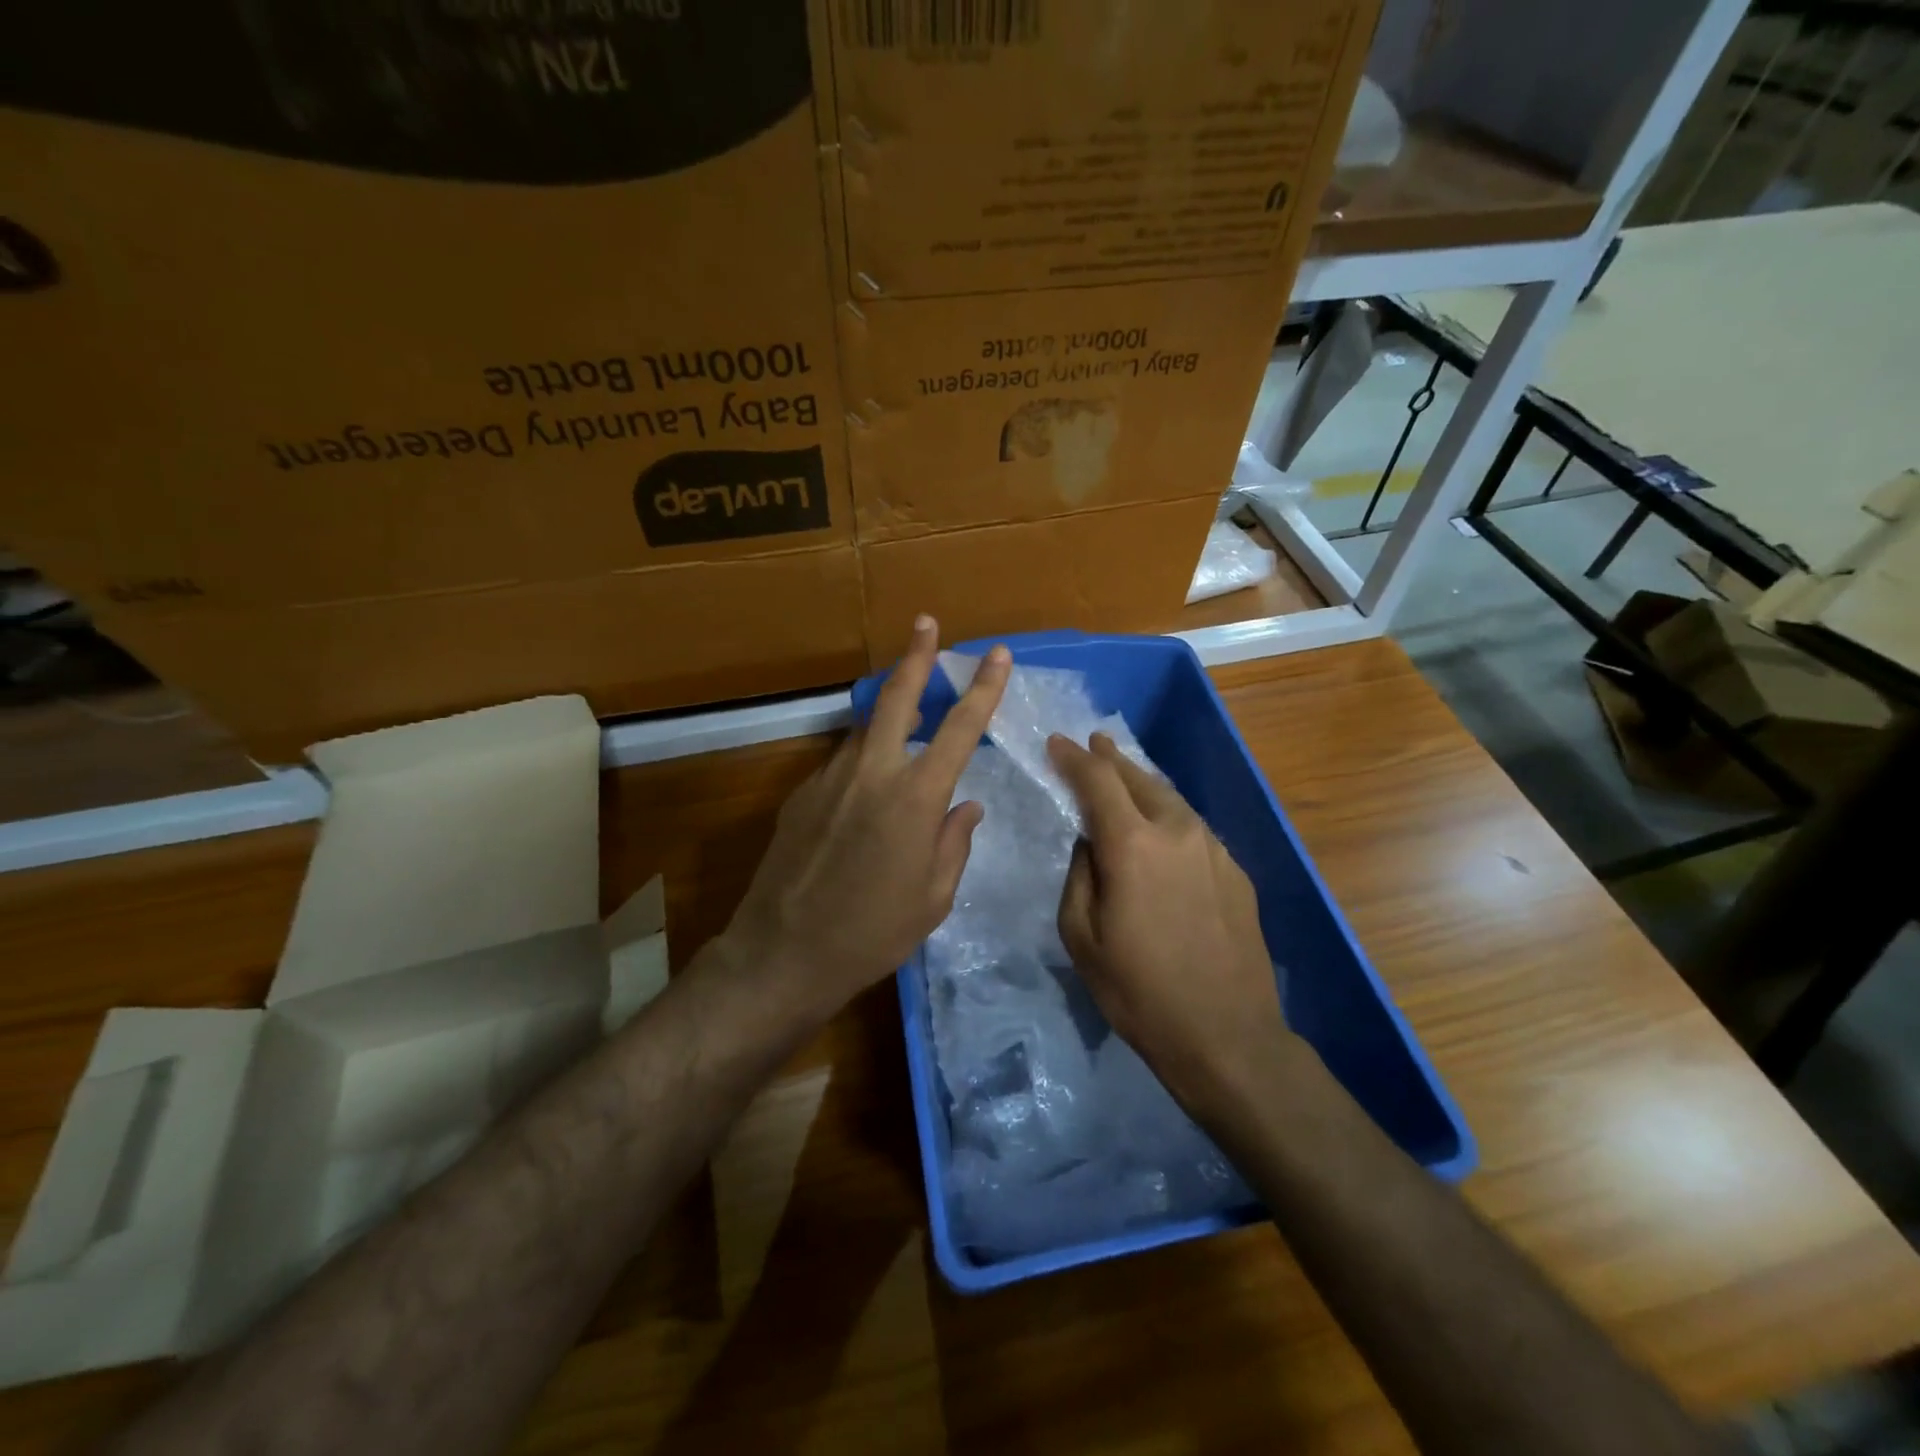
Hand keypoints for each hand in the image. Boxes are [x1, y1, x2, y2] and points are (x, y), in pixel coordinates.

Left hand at [721, 616, 1011, 1028]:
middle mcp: (872, 773)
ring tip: (906, 720)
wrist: (783, 953)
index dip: (983, 688)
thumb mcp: (934, 898)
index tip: (997, 654)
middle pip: (897, 698)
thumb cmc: (873, 933)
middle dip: (916, 657)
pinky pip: (842, 765)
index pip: (959, 728)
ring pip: (865, 731)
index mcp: (916, 798)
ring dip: (888, 717)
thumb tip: (966, 805)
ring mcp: (830, 778)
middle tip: (925, 624)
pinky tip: (866, 796)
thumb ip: (954, 842)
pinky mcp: (801, 794)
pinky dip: (863, 763)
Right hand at [1048, 732, 1290, 1116]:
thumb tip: (1091, 842)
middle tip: (1092, 744)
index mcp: (1132, 845)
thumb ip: (1079, 875)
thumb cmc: (1139, 992)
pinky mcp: (1236, 871)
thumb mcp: (1081, 937)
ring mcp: (1213, 849)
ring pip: (1171, 799)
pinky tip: (1162, 825)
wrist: (1227, 1036)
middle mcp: (1176, 832)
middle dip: (1111, 759)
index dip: (1073, 758)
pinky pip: (1193, 827)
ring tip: (1124, 775)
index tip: (1056, 742)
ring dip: (1142, 782)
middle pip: (1139, 778)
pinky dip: (1169, 814)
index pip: (1097, 781)